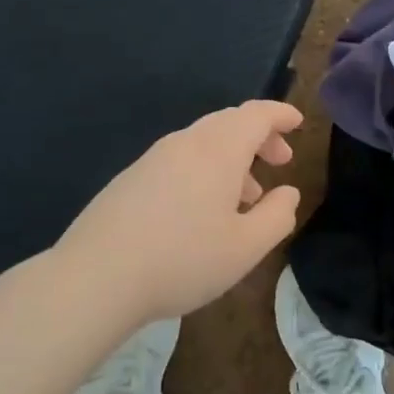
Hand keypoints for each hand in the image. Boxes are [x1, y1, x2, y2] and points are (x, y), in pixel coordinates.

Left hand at [55, 100, 303, 324]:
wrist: (95, 278)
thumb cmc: (183, 259)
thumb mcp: (246, 247)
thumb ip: (278, 216)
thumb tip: (288, 192)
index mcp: (218, 150)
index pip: (257, 114)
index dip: (281, 115)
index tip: (298, 124)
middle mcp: (186, 143)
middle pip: (230, 123)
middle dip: (260, 137)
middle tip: (280, 160)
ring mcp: (153, 159)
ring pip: (204, 142)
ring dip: (232, 158)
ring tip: (245, 196)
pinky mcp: (131, 179)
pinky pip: (180, 159)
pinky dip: (205, 170)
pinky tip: (202, 211)